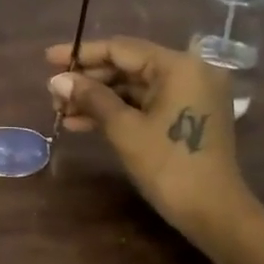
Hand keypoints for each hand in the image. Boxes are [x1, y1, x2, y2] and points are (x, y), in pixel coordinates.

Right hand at [46, 36, 253, 243]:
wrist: (215, 214)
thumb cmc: (169, 166)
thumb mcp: (124, 129)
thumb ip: (91, 97)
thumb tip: (56, 80)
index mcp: (178, 66)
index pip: (121, 49)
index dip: (82, 54)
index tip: (48, 59)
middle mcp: (188, 72)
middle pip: (127, 66)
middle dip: (88, 81)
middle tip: (53, 94)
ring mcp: (189, 94)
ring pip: (133, 87)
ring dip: (97, 99)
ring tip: (61, 112)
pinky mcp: (186, 115)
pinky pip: (144, 103)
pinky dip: (116, 111)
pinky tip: (82, 123)